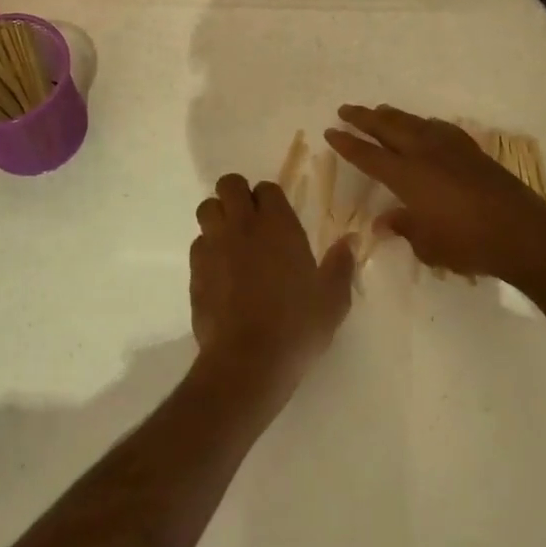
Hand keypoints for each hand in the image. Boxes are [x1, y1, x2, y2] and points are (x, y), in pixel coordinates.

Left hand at [190, 175, 355, 399]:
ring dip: (218, 216)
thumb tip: (350, 241)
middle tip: (249, 218)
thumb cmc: (296, 326)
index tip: (277, 216)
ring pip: (207, 209)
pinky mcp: (195, 270)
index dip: (270, 198)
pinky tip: (220, 271)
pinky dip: (207, 249)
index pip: (267, 188)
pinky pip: (197, 244)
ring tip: (231, 239)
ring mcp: (215, 246)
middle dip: (237, 194)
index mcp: (278, 225)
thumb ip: (341, 265)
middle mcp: (243, 226)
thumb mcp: (332, 300)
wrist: (248, 361)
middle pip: (229, 185)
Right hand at [325, 104, 545, 294]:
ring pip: (413, 122)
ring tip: (378, 110)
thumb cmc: (468, 244)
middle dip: (364, 117)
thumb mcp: (428, 245)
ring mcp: (449, 147)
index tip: (330, 130)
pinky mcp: (470, 150)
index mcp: (407, 176)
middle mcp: (424, 153)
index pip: (368, 155)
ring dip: (392, 115)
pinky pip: (437, 127)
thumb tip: (385, 221)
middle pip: (387, 127)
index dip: (347, 143)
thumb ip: (404, 227)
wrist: (523, 232)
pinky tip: (423, 126)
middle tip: (346, 109)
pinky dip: (422, 123)